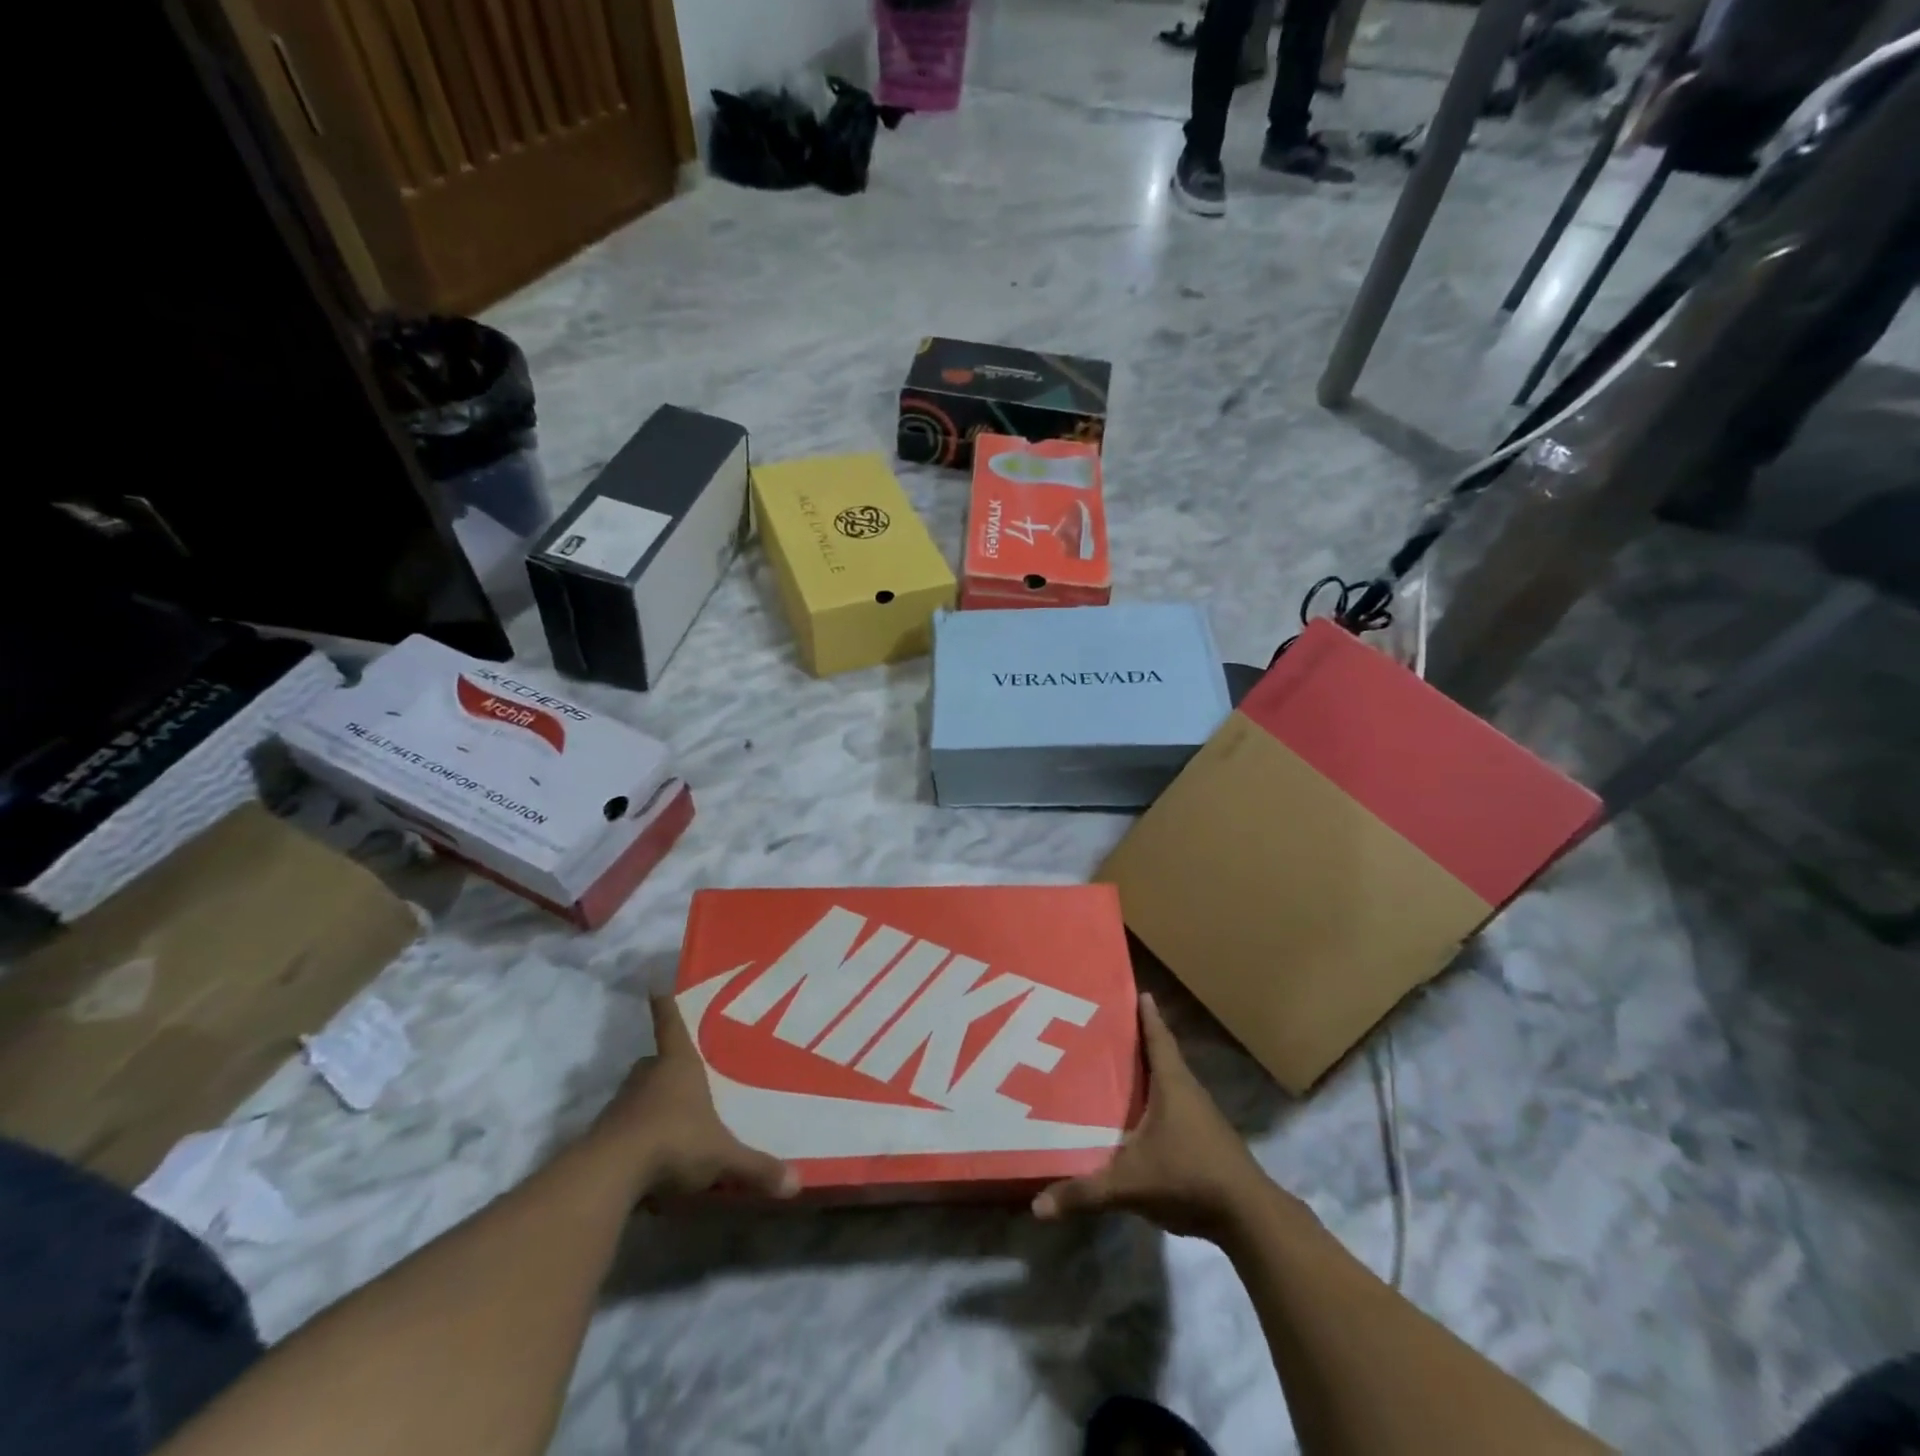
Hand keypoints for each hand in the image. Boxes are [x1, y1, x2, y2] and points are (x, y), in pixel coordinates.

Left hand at [594, 994, 798, 1200]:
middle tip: (680, 1074)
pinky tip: (648, 1158)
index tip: (654, 985)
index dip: (665, 1006)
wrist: (610, 1173)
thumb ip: (756, 1167)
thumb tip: (796, 1182)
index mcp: (678, 1065)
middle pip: (653, 1061)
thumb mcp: (723, 1157)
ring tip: (669, 1121)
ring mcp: (621, 1105)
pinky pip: (624, 1128)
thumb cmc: (674, 1141)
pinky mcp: (602, 1136)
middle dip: (664, 1066)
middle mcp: (647, 1077)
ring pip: (636, 1095)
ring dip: (649, 1103)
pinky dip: (635, 1136)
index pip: (671, 1025)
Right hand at [1032, 993, 1279, 1241]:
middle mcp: (1189, 1091)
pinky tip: (1140, 1115)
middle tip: (1109, 1027)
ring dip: (1149, 1072)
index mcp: (1172, 1084)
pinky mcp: (1208, 1139)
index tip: (1137, 991)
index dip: (1146, 1015)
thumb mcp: (1130, 1184)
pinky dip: (1157, 1100)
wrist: (1249, 1216)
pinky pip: (1176, 1106)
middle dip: (1139, 1040)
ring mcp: (1202, 1116)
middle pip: (1162, 1055)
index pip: (1157, 1037)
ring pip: (1170, 1082)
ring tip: (1118, 1068)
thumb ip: (1085, 1192)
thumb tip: (1037, 1206)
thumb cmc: (1188, 1177)